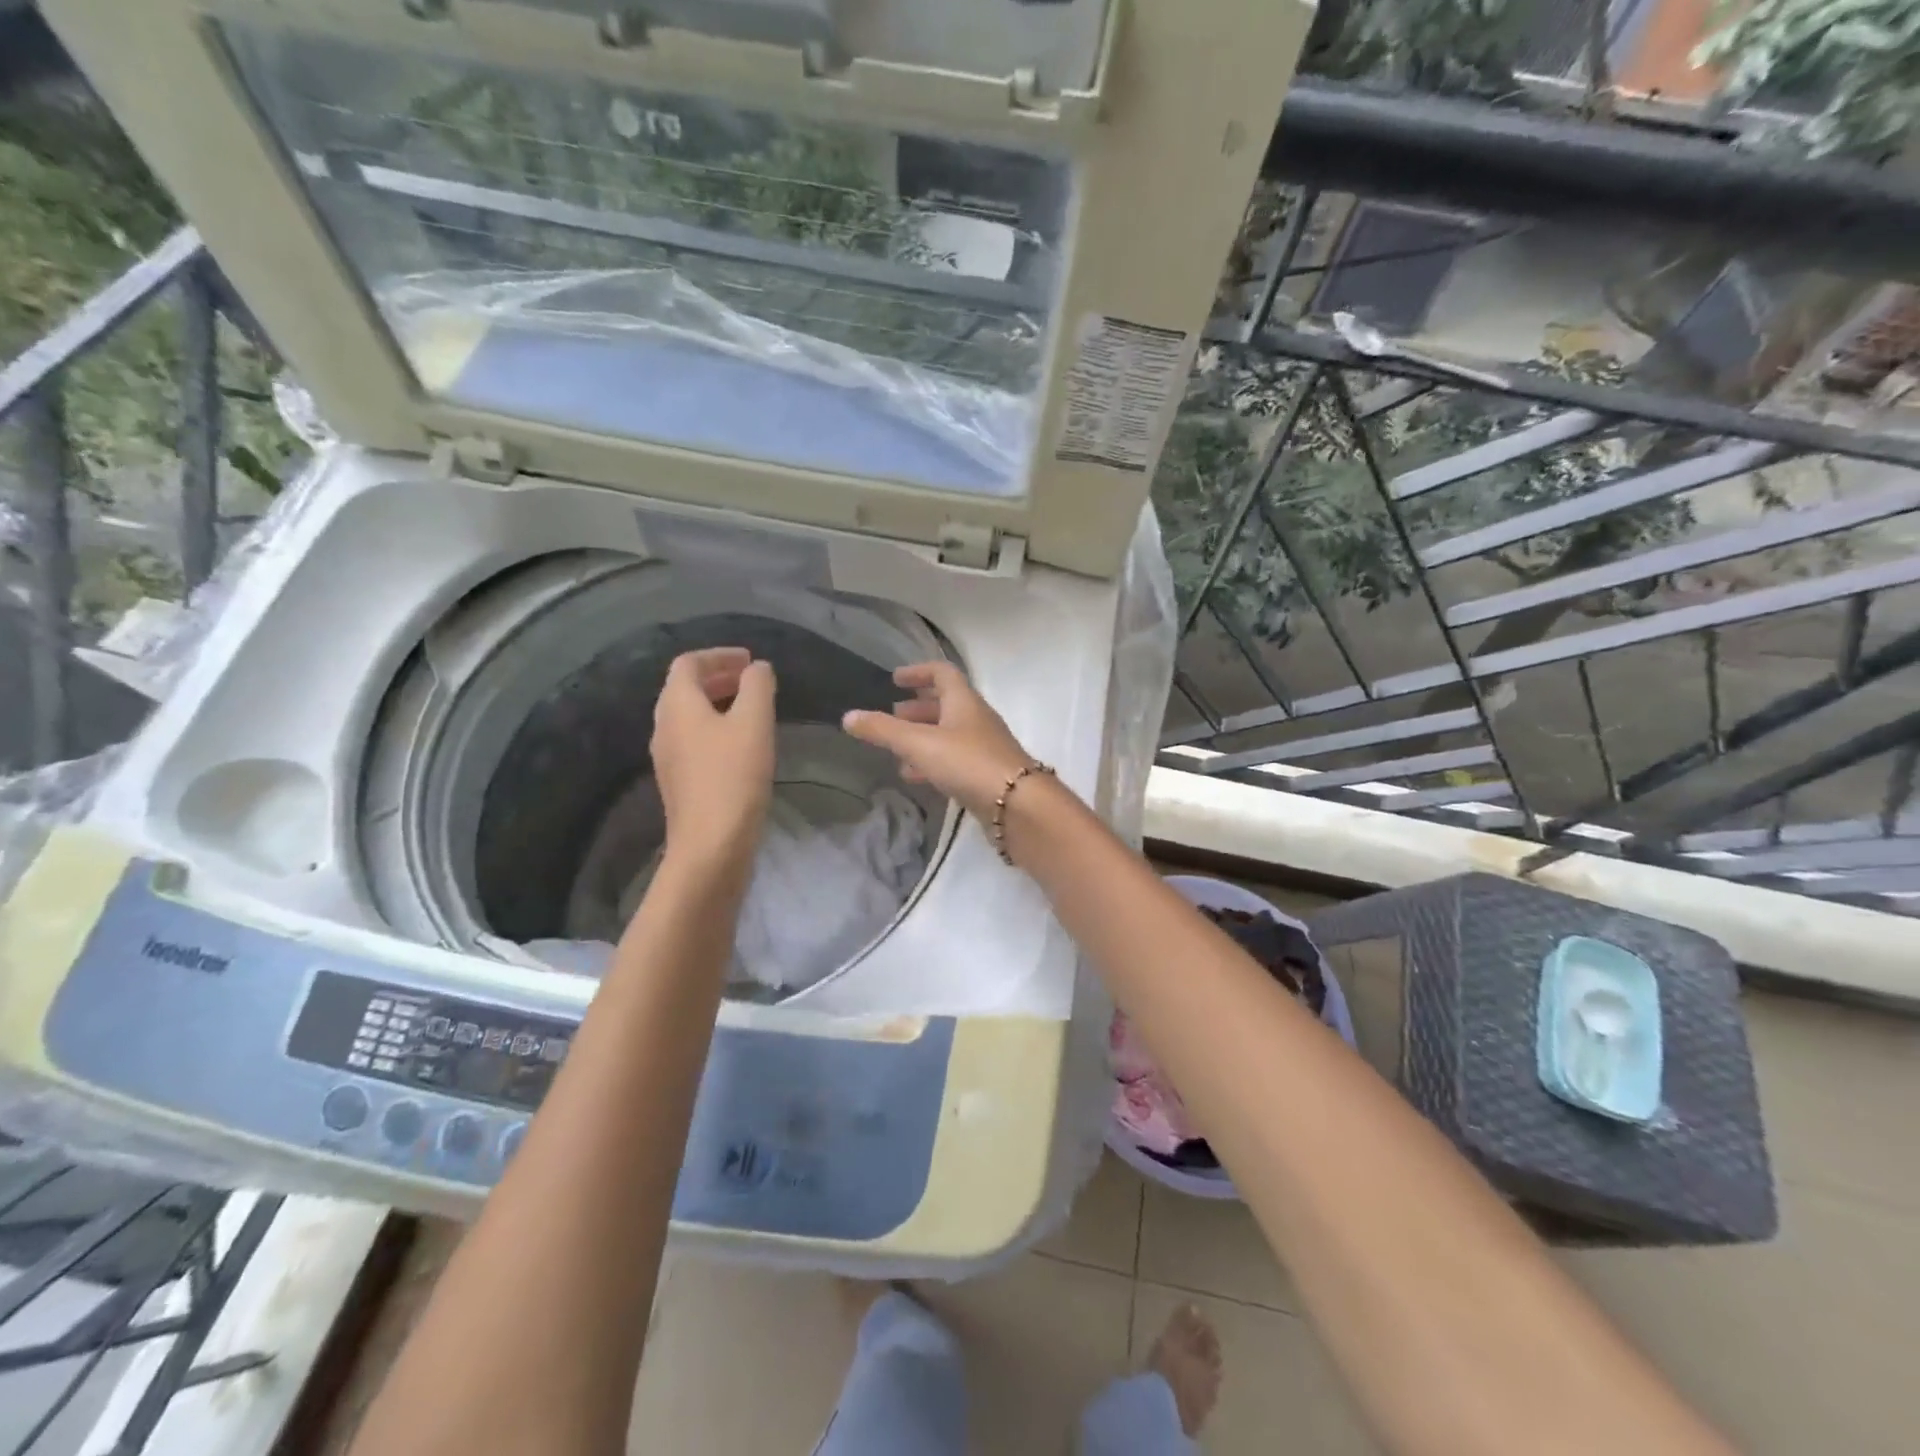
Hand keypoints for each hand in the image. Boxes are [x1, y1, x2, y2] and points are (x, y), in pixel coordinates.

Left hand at [651, 647, 776, 876]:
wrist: (711, 844)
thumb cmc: (733, 776)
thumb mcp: (754, 723)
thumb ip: (757, 686)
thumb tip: (757, 668)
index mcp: (677, 705)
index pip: (688, 664)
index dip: (719, 655)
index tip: (749, 659)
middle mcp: (664, 726)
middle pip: (684, 689)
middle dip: (718, 678)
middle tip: (752, 680)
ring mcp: (668, 757)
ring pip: (689, 716)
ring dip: (717, 703)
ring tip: (751, 709)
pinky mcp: (679, 782)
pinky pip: (694, 740)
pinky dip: (716, 728)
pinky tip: (741, 744)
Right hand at [841, 662, 1034, 821]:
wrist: (1017, 805)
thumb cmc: (967, 762)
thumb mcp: (919, 743)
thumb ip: (883, 731)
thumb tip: (848, 717)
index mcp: (964, 701)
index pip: (942, 673)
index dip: (918, 672)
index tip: (895, 679)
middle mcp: (976, 719)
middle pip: (946, 705)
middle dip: (917, 709)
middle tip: (892, 717)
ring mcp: (984, 748)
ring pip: (948, 735)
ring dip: (923, 738)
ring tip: (896, 752)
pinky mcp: (985, 775)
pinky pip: (954, 760)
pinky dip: (932, 763)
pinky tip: (915, 777)